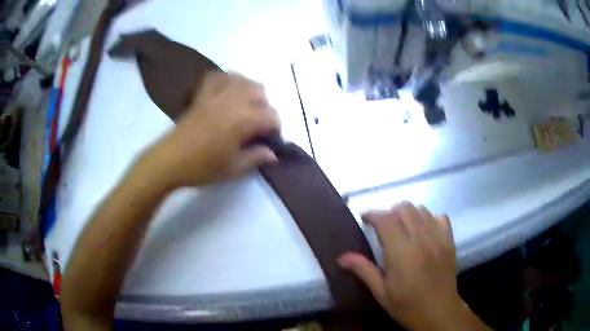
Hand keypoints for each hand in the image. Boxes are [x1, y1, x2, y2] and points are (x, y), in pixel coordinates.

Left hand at [142, 72, 279, 187]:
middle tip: (260, 125)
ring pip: (242, 80)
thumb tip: (273, 154)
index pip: (271, 116)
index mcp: (242, 120)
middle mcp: (232, 101)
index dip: (276, 127)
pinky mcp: (202, 95)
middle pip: (260, 93)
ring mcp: (216, 95)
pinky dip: (228, 79)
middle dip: (266, 107)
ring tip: (248, 106)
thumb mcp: (233, 169)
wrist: (170, 160)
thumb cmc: (202, 167)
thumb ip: (256, 158)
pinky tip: (230, 89)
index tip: (271, 140)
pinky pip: (218, 77)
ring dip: (251, 91)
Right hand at [338, 202, 462, 329]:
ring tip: (402, 228)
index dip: (373, 214)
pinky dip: (429, 218)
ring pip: (421, 209)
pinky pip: (440, 217)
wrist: (439, 312)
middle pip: (404, 208)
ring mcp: (438, 238)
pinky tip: (424, 232)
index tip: (365, 219)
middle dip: (390, 213)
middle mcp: (421, 239)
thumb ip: (363, 270)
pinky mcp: (449, 240)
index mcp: (402, 253)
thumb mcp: (381, 292)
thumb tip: (342, 257)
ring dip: (408, 214)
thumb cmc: (406, 305)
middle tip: (383, 227)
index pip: (386, 220)